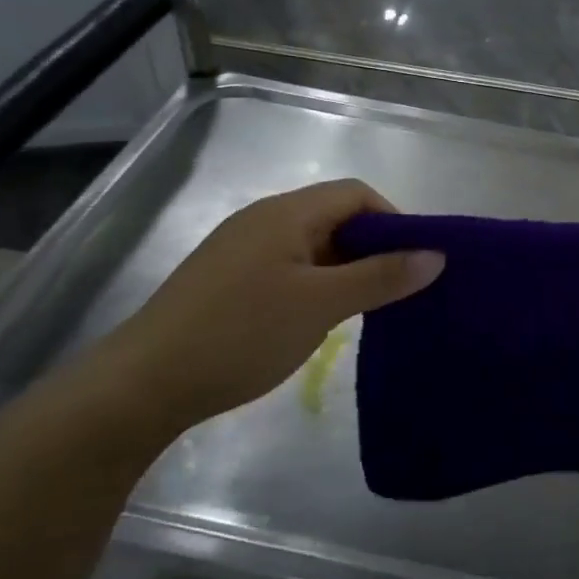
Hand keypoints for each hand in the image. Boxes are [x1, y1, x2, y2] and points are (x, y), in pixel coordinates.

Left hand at [99, 180, 442, 430]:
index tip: (414, 263)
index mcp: (287, 212)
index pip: (357, 194)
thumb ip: (381, 277)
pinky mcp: (227, 278)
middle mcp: (264, 219)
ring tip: (363, 309)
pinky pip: (287, 266)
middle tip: (394, 290)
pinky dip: (315, 283)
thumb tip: (436, 256)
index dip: (394, 221)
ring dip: (344, 268)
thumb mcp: (322, 306)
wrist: (143, 384)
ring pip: (311, 244)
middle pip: (335, 216)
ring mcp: (241, 248)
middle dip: (372, 247)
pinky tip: (316, 319)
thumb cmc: (241, 334)